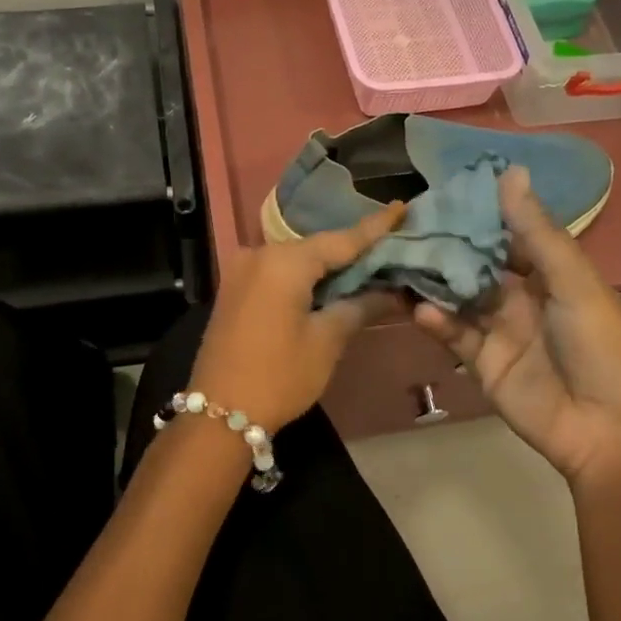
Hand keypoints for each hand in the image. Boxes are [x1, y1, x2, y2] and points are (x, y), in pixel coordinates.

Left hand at [190, 203, 405, 432]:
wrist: (219, 414)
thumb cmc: (279, 376)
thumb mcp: (327, 341)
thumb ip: (360, 306)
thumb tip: (393, 292)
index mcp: (284, 261)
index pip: (341, 239)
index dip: (375, 226)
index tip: (401, 206)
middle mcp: (260, 254)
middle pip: (317, 246)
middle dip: (353, 248)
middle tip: (392, 244)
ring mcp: (242, 270)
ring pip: (297, 258)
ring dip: (329, 264)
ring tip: (369, 263)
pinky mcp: (235, 288)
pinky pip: (279, 271)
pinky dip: (306, 276)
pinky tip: (331, 282)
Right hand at [414, 167, 620, 484]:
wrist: (605, 429)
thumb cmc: (600, 346)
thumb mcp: (573, 282)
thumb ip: (537, 232)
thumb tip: (511, 171)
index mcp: (551, 273)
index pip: (508, 232)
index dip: (479, 213)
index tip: (443, 189)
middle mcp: (522, 295)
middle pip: (477, 263)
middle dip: (447, 245)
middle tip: (406, 223)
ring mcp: (500, 329)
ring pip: (458, 296)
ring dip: (433, 280)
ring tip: (399, 259)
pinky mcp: (482, 361)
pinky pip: (454, 333)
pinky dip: (436, 320)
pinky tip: (419, 308)